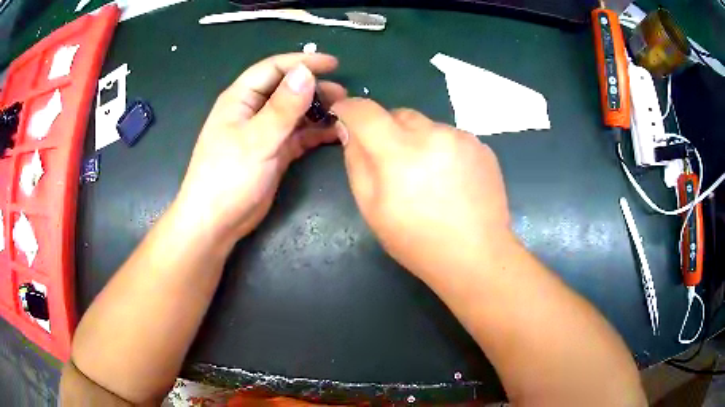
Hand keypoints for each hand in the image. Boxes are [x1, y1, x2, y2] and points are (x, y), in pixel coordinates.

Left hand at [175, 53, 345, 245]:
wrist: (216, 222)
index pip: (274, 69)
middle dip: (315, 89)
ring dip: (318, 111)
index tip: (333, 64)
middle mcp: (253, 111)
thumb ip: (283, 107)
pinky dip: (315, 133)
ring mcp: (263, 133)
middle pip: (287, 90)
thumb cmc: (228, 177)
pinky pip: (298, 135)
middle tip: (343, 96)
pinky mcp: (273, 153)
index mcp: (241, 99)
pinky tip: (334, 133)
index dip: (302, 62)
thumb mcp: (257, 139)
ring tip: (343, 114)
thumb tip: (305, 72)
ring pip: (295, 113)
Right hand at [331, 99, 511, 278]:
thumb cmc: (418, 241)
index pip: (365, 112)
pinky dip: (443, 150)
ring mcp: (462, 138)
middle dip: (388, 130)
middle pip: (399, 114)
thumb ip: (357, 163)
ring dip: (418, 141)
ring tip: (429, 178)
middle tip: (394, 163)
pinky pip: (451, 137)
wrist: (477, 256)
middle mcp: (433, 134)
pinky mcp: (482, 146)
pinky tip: (451, 180)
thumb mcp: (372, 209)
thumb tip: (349, 130)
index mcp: (400, 153)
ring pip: (427, 126)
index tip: (344, 115)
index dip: (349, 109)